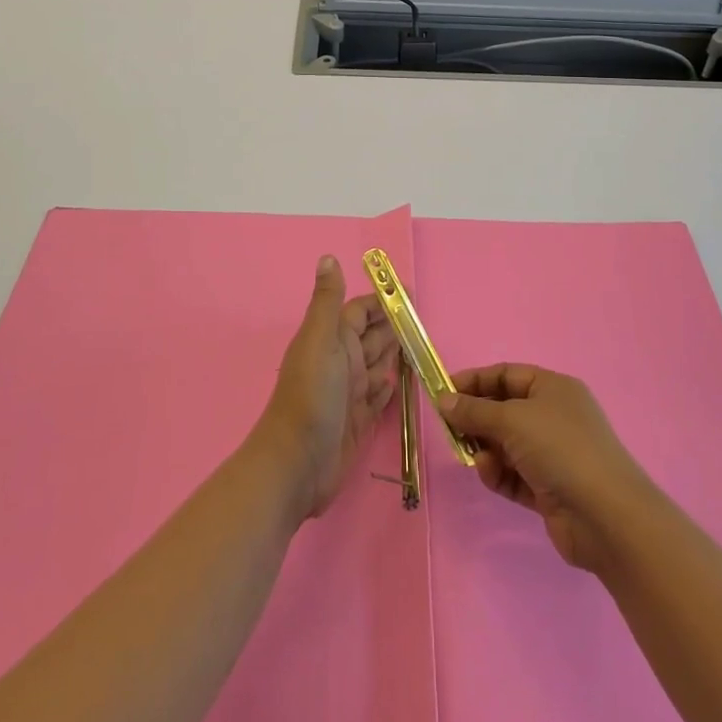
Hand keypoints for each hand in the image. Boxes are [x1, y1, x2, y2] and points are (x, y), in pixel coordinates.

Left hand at [253, 255, 399, 520]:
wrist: (297, 464)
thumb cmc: (310, 396)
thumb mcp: (320, 341)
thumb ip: (327, 301)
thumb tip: (327, 257)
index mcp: (333, 339)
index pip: (360, 312)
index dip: (383, 302)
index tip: (410, 293)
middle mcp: (341, 362)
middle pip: (373, 338)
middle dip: (395, 327)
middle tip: (425, 321)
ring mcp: (350, 393)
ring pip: (378, 365)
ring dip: (396, 355)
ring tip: (421, 346)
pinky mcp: (359, 421)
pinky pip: (378, 397)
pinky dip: (388, 388)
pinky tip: (398, 382)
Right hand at [439, 364, 653, 572]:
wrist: (606, 516)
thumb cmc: (560, 449)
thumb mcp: (513, 419)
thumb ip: (474, 410)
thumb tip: (444, 400)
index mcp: (553, 389)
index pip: (507, 375)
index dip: (475, 381)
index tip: (443, 392)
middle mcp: (554, 417)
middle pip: (504, 410)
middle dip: (476, 418)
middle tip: (448, 428)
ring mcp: (553, 455)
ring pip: (506, 444)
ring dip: (485, 448)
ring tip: (471, 456)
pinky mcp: (548, 489)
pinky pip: (513, 474)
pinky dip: (498, 473)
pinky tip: (488, 474)